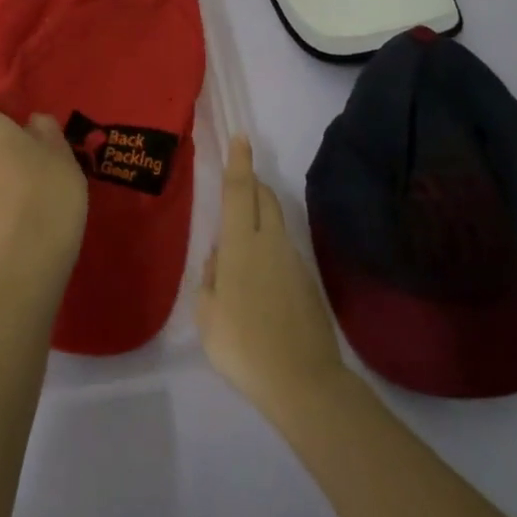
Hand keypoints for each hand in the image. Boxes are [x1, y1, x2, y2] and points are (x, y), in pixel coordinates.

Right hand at [197, 136, 346, 419]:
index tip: (242, 136)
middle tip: (238, 188)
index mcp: (240, 244)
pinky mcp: (308, 280)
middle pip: (264, 197)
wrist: (302, 380)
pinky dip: (270, 250)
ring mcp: (294, 259)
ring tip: (241, 247)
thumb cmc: (242, 345)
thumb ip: (209, 279)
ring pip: (276, 223)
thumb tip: (218, 259)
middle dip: (253, 183)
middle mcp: (270, 242)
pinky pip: (285, 250)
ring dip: (260, 218)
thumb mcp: (207, 315)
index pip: (238, 190)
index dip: (239, 162)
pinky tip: (260, 283)